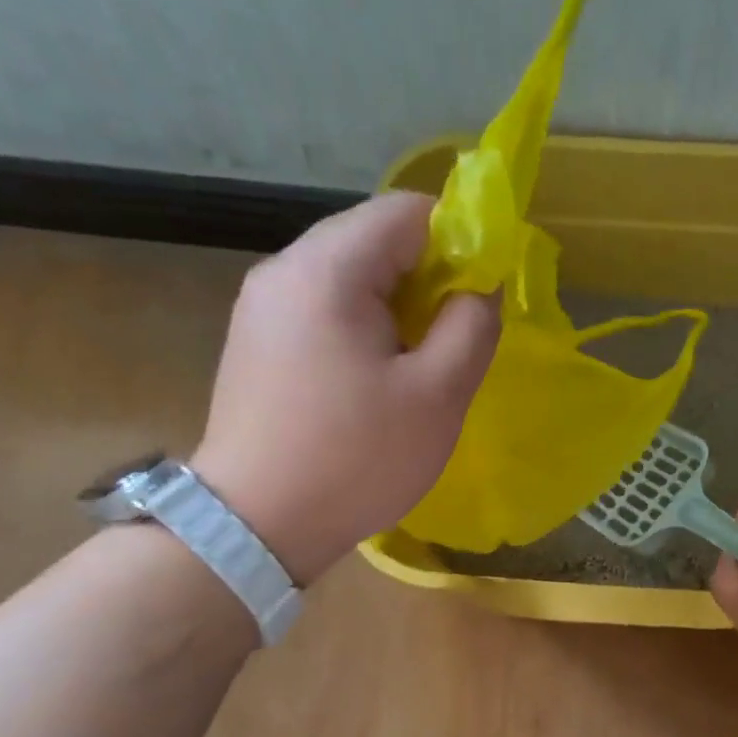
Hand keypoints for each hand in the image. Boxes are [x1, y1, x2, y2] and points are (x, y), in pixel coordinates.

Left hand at [192, 192, 498, 583]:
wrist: (254, 525)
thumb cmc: (356, 458)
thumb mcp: (437, 394)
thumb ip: (471, 325)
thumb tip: (478, 289)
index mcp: (328, 269)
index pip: (407, 211)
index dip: (460, 239)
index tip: (483, 293)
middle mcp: (284, 270)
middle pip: (374, 239)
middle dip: (428, 276)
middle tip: (455, 335)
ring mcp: (261, 306)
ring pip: (349, 276)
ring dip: (397, 306)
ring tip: (417, 364)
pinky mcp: (255, 342)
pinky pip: (322, 309)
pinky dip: (361, 326)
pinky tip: (373, 379)